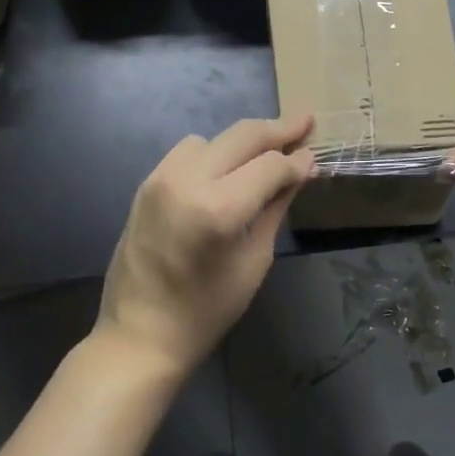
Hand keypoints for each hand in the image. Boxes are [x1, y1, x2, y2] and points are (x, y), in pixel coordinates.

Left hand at [96, 114, 314, 380]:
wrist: (139, 335)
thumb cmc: (206, 311)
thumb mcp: (254, 261)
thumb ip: (276, 207)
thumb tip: (301, 169)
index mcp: (218, 208)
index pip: (270, 165)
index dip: (297, 161)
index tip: (315, 156)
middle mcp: (187, 180)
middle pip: (242, 135)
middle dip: (278, 128)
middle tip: (306, 120)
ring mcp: (162, 177)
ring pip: (215, 138)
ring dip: (243, 141)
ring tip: (267, 154)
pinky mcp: (147, 183)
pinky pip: (188, 151)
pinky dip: (214, 152)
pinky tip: (227, 170)